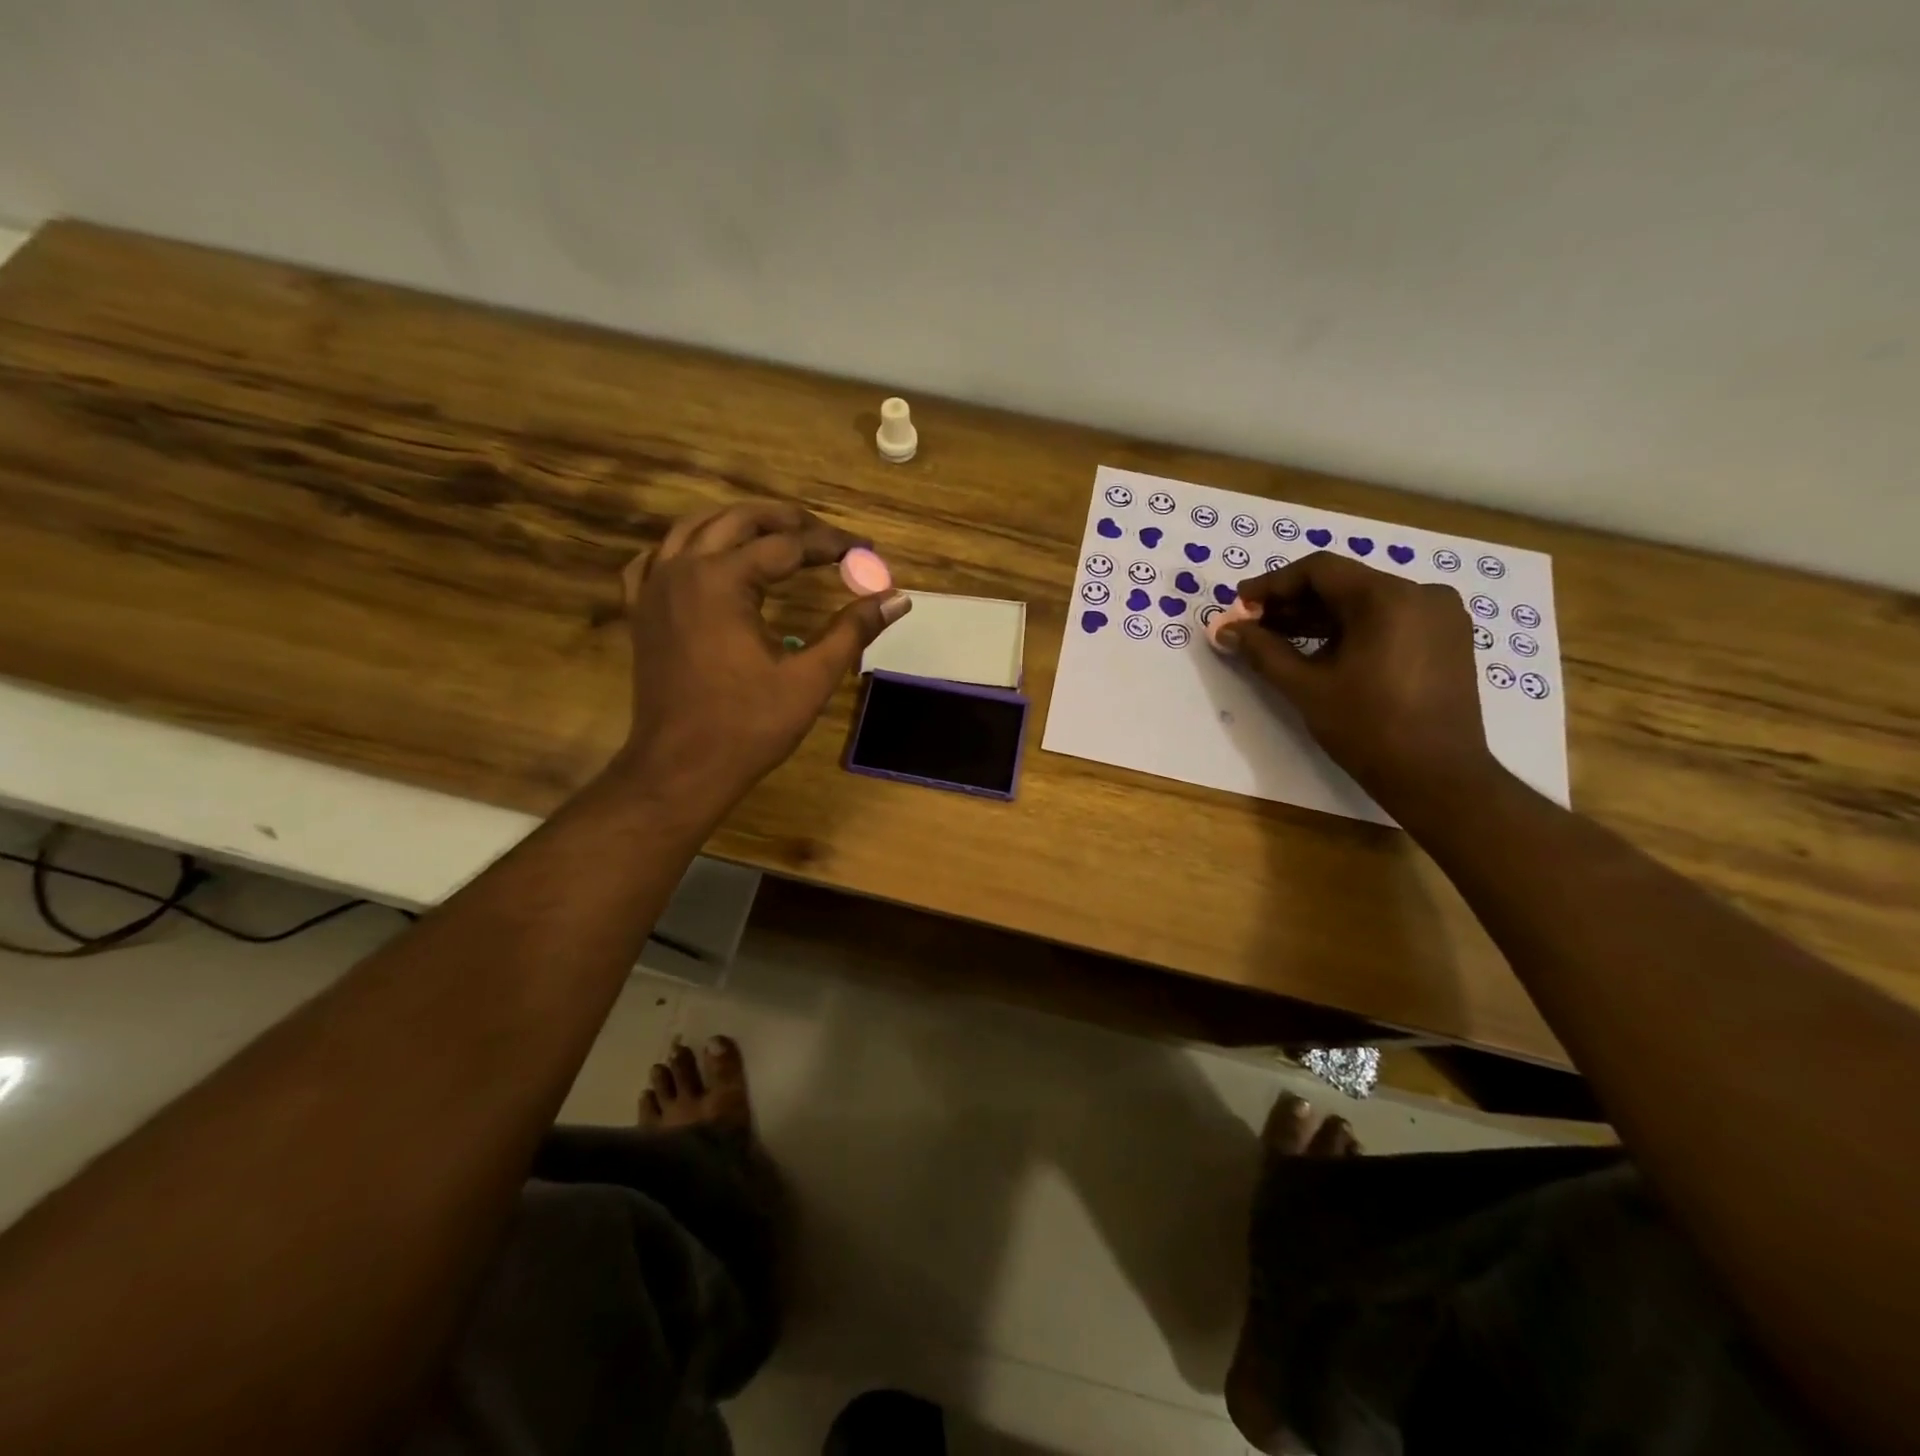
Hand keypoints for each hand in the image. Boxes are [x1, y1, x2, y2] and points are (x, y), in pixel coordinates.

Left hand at [611, 503, 909, 816]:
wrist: (681, 769)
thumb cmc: (748, 727)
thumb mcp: (810, 678)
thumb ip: (852, 630)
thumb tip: (897, 597)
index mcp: (722, 581)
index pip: (787, 545)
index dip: (831, 544)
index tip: (866, 549)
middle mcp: (683, 570)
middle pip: (739, 521)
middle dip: (788, 521)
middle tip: (828, 536)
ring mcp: (654, 589)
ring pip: (694, 529)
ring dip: (739, 524)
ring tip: (777, 534)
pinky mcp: (641, 612)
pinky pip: (656, 560)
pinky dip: (684, 549)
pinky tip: (703, 558)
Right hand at [1218, 552, 1499, 811]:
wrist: (1438, 777)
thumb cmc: (1368, 728)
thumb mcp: (1306, 688)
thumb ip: (1262, 651)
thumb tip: (1225, 630)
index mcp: (1388, 598)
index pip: (1319, 570)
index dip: (1272, 584)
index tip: (1240, 606)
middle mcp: (1421, 593)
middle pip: (1343, 583)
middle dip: (1293, 603)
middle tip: (1254, 626)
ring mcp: (1440, 615)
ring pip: (1366, 602)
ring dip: (1320, 617)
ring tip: (1279, 641)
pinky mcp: (1448, 638)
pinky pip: (1389, 618)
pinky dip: (1352, 629)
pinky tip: (1322, 652)